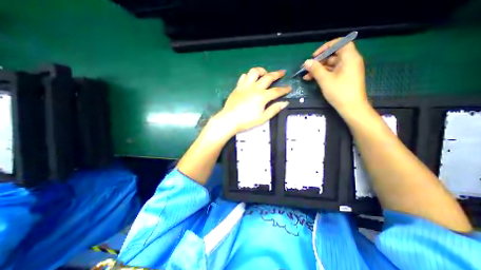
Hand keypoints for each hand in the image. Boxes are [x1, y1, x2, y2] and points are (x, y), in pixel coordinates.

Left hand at [217, 68, 288, 134]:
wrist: (229, 119)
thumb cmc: (246, 121)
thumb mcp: (262, 118)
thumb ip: (274, 109)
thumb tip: (284, 103)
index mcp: (262, 96)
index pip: (277, 91)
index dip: (285, 89)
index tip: (289, 88)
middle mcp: (255, 88)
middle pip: (268, 77)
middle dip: (277, 74)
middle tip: (282, 72)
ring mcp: (245, 86)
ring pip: (254, 72)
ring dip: (261, 71)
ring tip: (265, 73)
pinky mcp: (238, 87)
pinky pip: (243, 77)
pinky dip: (248, 76)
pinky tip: (250, 79)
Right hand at [304, 38, 368, 115]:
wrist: (351, 107)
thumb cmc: (339, 92)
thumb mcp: (325, 80)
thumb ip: (315, 69)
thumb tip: (306, 62)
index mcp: (349, 58)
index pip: (340, 43)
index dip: (326, 47)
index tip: (315, 56)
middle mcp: (349, 61)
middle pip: (333, 55)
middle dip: (318, 61)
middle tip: (307, 68)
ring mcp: (347, 70)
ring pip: (331, 65)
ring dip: (318, 69)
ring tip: (306, 76)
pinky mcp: (344, 78)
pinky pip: (332, 72)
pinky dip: (322, 74)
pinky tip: (311, 79)